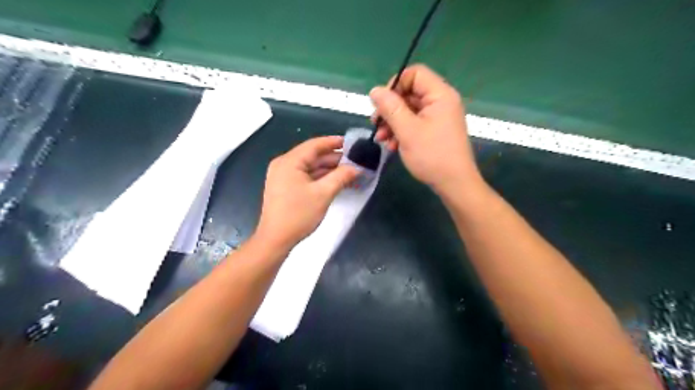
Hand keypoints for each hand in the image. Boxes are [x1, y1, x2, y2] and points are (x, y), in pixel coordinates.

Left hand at [255, 137, 357, 250]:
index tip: (352, 143)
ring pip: (310, 167)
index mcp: (289, 161)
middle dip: (334, 158)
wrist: (275, 240)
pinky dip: (320, 178)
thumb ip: (341, 177)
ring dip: (329, 169)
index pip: (315, 145)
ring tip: (350, 171)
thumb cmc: (298, 214)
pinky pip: (305, 176)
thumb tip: (357, 168)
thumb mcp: (323, 194)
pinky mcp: (285, 187)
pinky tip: (336, 181)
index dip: (334, 142)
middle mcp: (284, 164)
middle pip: (312, 156)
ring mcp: (283, 176)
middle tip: (355, 160)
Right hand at [372, 65, 481, 193]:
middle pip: (409, 93)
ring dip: (392, 123)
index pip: (414, 74)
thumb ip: (390, 108)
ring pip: (409, 110)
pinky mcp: (435, 130)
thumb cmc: (432, 156)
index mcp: (439, 95)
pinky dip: (402, 132)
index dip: (395, 85)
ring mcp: (439, 117)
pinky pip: (415, 123)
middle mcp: (441, 102)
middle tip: (376, 125)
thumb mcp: (407, 130)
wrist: (454, 184)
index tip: (381, 105)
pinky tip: (392, 146)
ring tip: (382, 140)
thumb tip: (375, 90)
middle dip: (390, 109)